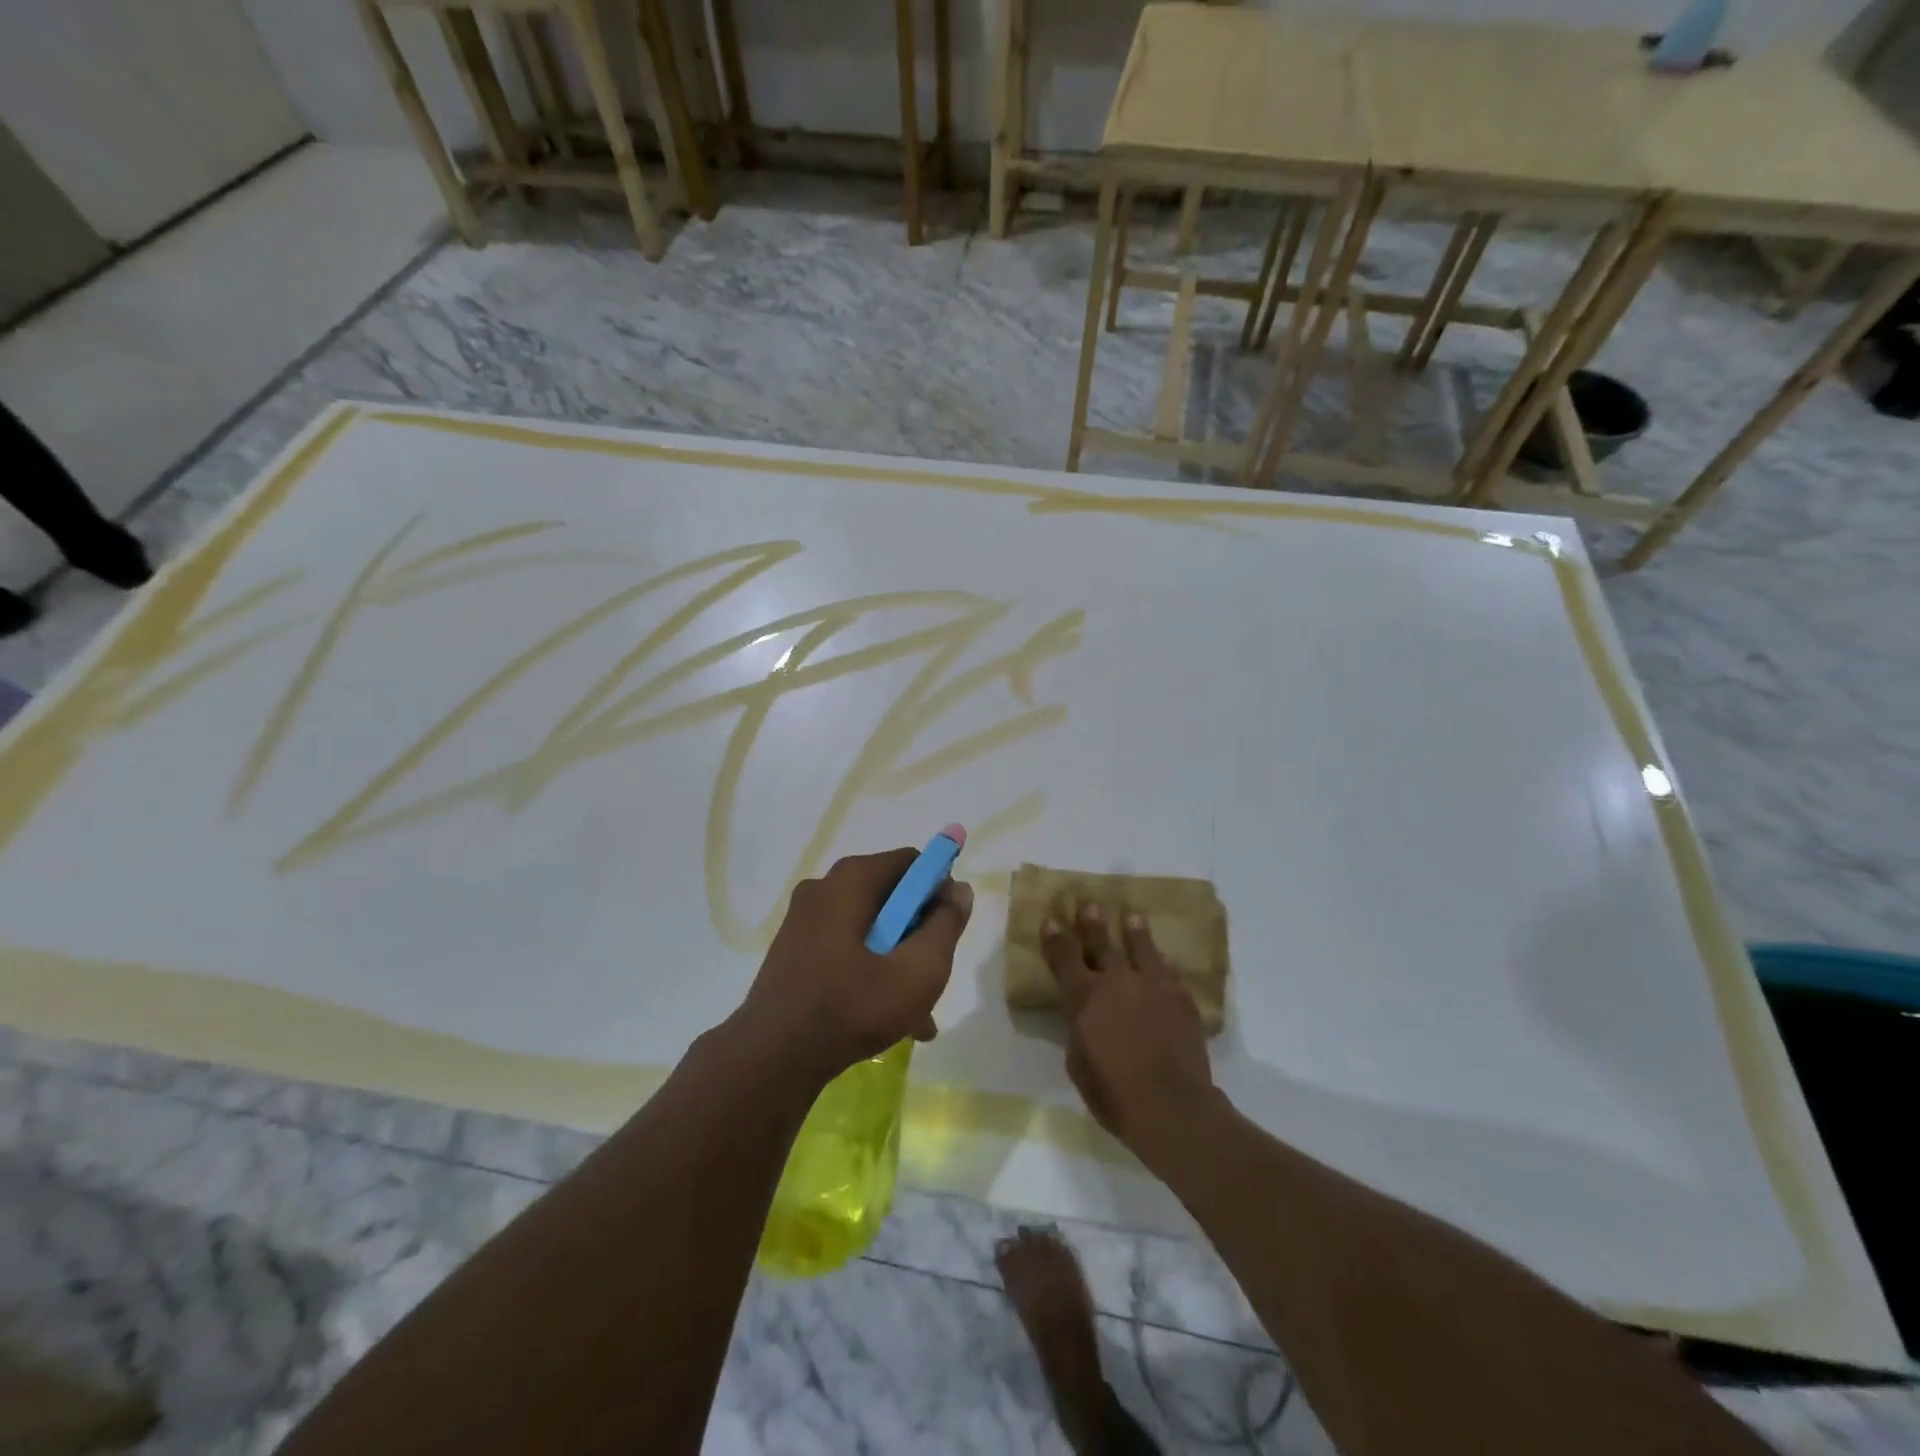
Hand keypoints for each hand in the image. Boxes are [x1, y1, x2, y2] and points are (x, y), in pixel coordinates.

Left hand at [738, 848, 973, 1088]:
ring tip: (918, 1015)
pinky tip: (887, 1019)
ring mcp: (804, 920)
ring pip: (871, 930)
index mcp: (851, 879)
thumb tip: (959, 890)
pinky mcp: (794, 950)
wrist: (771, 1058)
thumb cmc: (852, 1006)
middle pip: (891, 898)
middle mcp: (824, 888)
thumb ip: (946, 925)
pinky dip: (870, 972)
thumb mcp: (918, 970)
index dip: (939, 891)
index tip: (948, 931)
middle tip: (933, 978)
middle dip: (919, 936)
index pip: (912, 863)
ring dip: (898, 963)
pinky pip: (846, 949)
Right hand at [1042, 903, 1216, 1157]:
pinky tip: (1165, 960)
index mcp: (1083, 997)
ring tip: (1133, 916)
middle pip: (1102, 943)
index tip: (1051, 920)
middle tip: (1090, 903)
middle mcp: (1116, 981)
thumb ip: (1079, 1030)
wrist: (1170, 1104)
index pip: (1064, 957)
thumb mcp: (1078, 1062)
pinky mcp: (1181, 998)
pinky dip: (1164, 965)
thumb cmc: (1113, 1092)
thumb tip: (1084, 1018)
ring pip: (1141, 949)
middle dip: (1093, 923)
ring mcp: (1152, 985)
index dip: (1056, 938)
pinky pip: (1170, 973)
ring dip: (1135, 932)